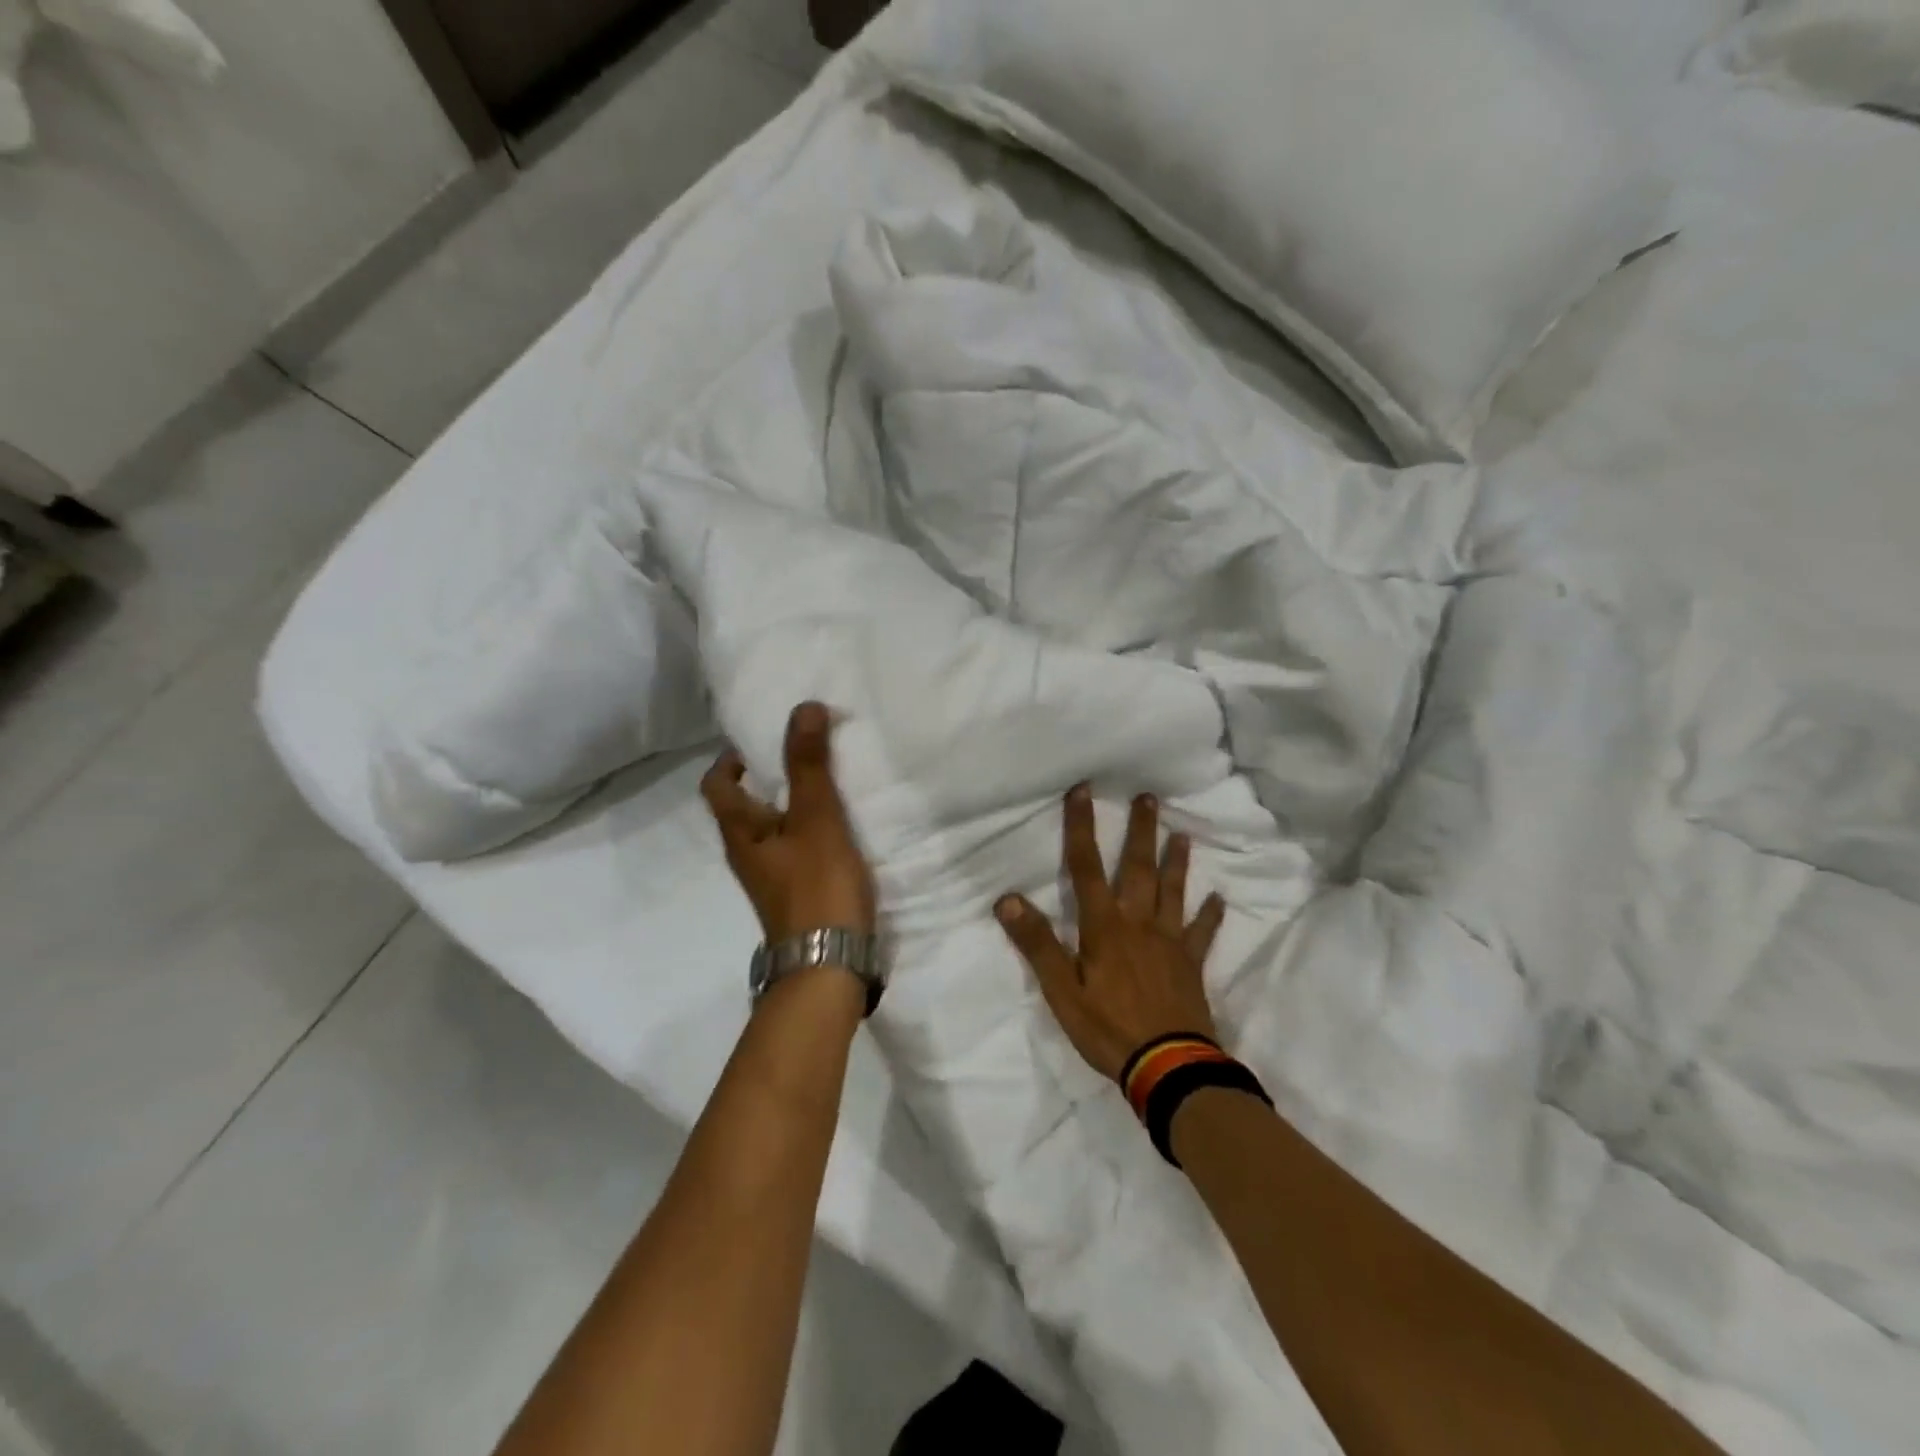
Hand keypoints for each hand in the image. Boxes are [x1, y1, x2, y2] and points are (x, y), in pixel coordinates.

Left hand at [701, 702, 876, 941]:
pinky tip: (840, 825)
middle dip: (769, 776)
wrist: (829, 966)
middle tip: (806, 752)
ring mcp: (771, 877)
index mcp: (741, 833)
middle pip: (745, 805)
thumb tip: (802, 707)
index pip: (717, 785)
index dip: (732, 758)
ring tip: (828, 782)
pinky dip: (810, 828)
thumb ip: (809, 765)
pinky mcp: (795, 893)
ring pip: (772, 828)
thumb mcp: (817, 819)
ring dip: (792, 803)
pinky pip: (794, 848)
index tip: (765, 737)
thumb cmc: (817, 887)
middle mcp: (748, 854)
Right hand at [995, 786, 1226, 1082]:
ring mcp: (1169, 942)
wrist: (1168, 1067)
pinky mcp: (1191, 965)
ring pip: (1173, 892)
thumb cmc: (1108, 1028)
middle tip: (1149, 797)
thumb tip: (1007, 898)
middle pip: (1138, 868)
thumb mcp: (1061, 990)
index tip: (1083, 791)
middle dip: (1139, 831)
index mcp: (1104, 926)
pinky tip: (1218, 899)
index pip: (1086, 867)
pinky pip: (1202, 934)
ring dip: (1177, 862)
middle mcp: (1138, 923)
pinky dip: (1210, 916)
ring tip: (1183, 834)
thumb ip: (1037, 943)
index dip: (1081, 827)